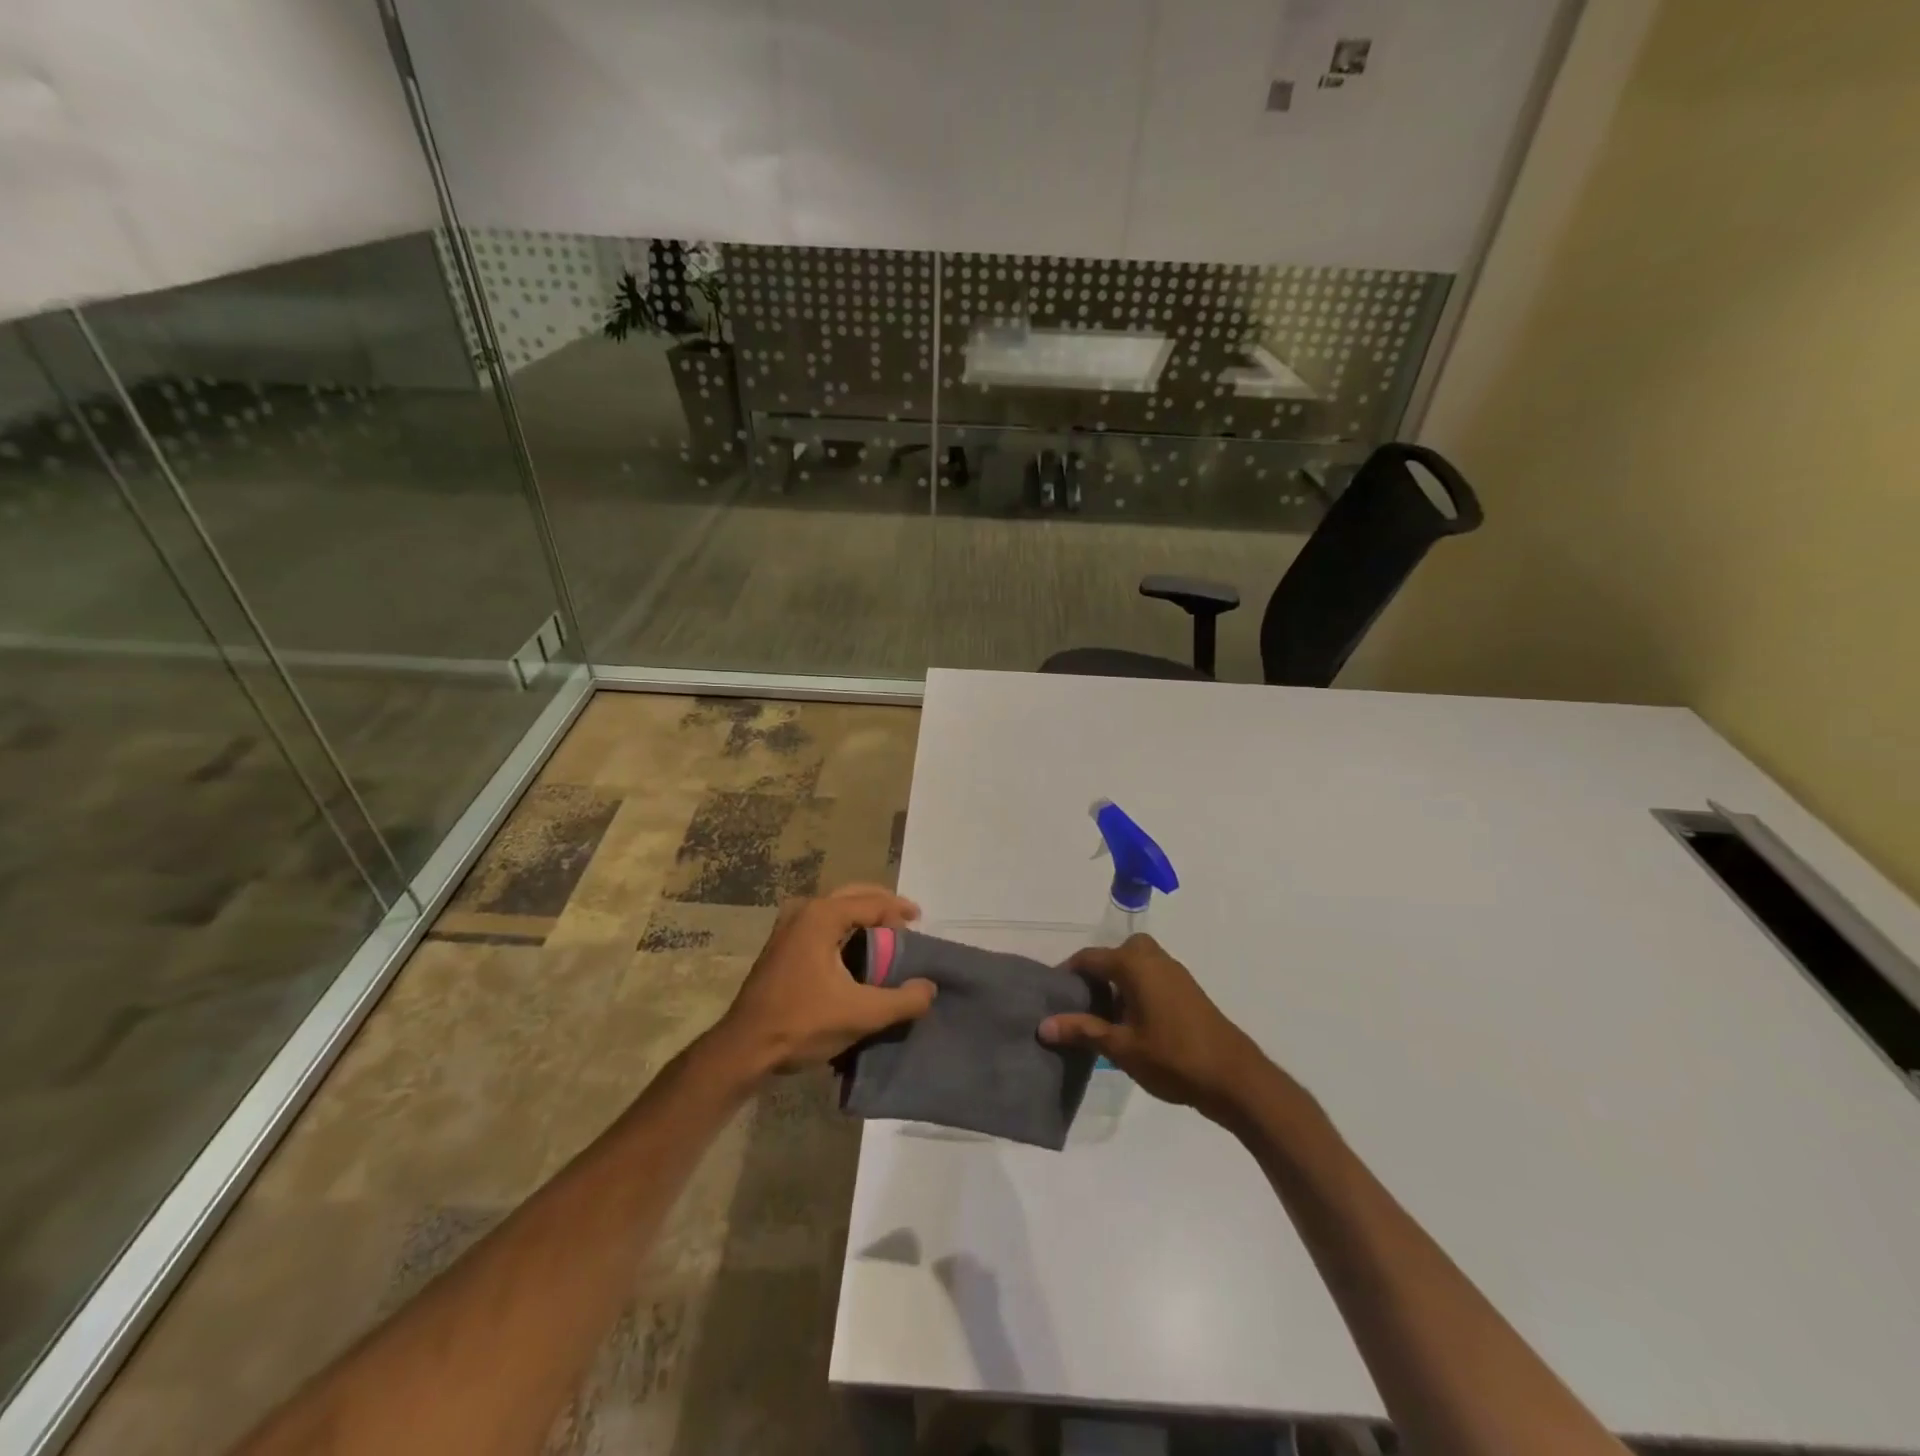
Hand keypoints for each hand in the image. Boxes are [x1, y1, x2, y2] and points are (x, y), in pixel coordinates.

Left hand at [713, 884, 935, 1075]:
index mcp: (822, 916)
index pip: (872, 902)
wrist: (744, 1049)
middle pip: (853, 895)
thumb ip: (902, 1000)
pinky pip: (822, 921)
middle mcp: (803, 910)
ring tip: (887, 933)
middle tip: (907, 921)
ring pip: (835, 907)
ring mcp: (787, 925)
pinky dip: (844, 927)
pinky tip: (856, 949)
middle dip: (882, 905)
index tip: (920, 922)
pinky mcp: (780, 944)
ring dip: (862, 915)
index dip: (899, 910)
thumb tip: (929, 988)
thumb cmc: (802, 1024)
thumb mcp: (861, 1014)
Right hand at [1039, 933, 1272, 1122]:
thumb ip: (1082, 1031)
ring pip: (1135, 964)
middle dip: (1097, 973)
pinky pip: (1151, 976)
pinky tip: (1132, 1023)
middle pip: (1115, 954)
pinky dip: (1136, 989)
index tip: (1052, 996)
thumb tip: (1043, 1025)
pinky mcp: (1187, 989)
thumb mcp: (1120, 1047)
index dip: (1067, 974)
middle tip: (1083, 1003)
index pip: (1089, 958)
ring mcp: (1174, 972)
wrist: (1234, 1077)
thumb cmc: (1172, 1057)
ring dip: (1118, 982)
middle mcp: (1153, 958)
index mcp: (1134, 963)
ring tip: (1104, 1017)